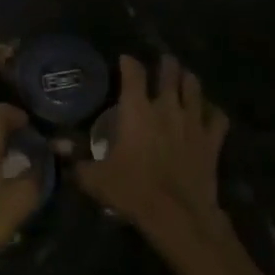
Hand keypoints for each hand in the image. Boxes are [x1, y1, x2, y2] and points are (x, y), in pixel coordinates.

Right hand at [77, 55, 229, 257]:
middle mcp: (166, 107)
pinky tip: (209, 112)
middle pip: (170, 72)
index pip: (133, 73)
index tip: (125, 59)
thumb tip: (55, 147)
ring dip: (188, 80)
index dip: (128, 62)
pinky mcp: (212, 140)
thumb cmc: (133, 191)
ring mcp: (193, 122)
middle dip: (166, 64)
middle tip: (163, 62)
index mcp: (137, 110)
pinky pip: (218, 117)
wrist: (178, 216)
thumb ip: (76, 161)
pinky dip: (213, 111)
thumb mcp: (96, 179)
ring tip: (184, 79)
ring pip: (194, 87)